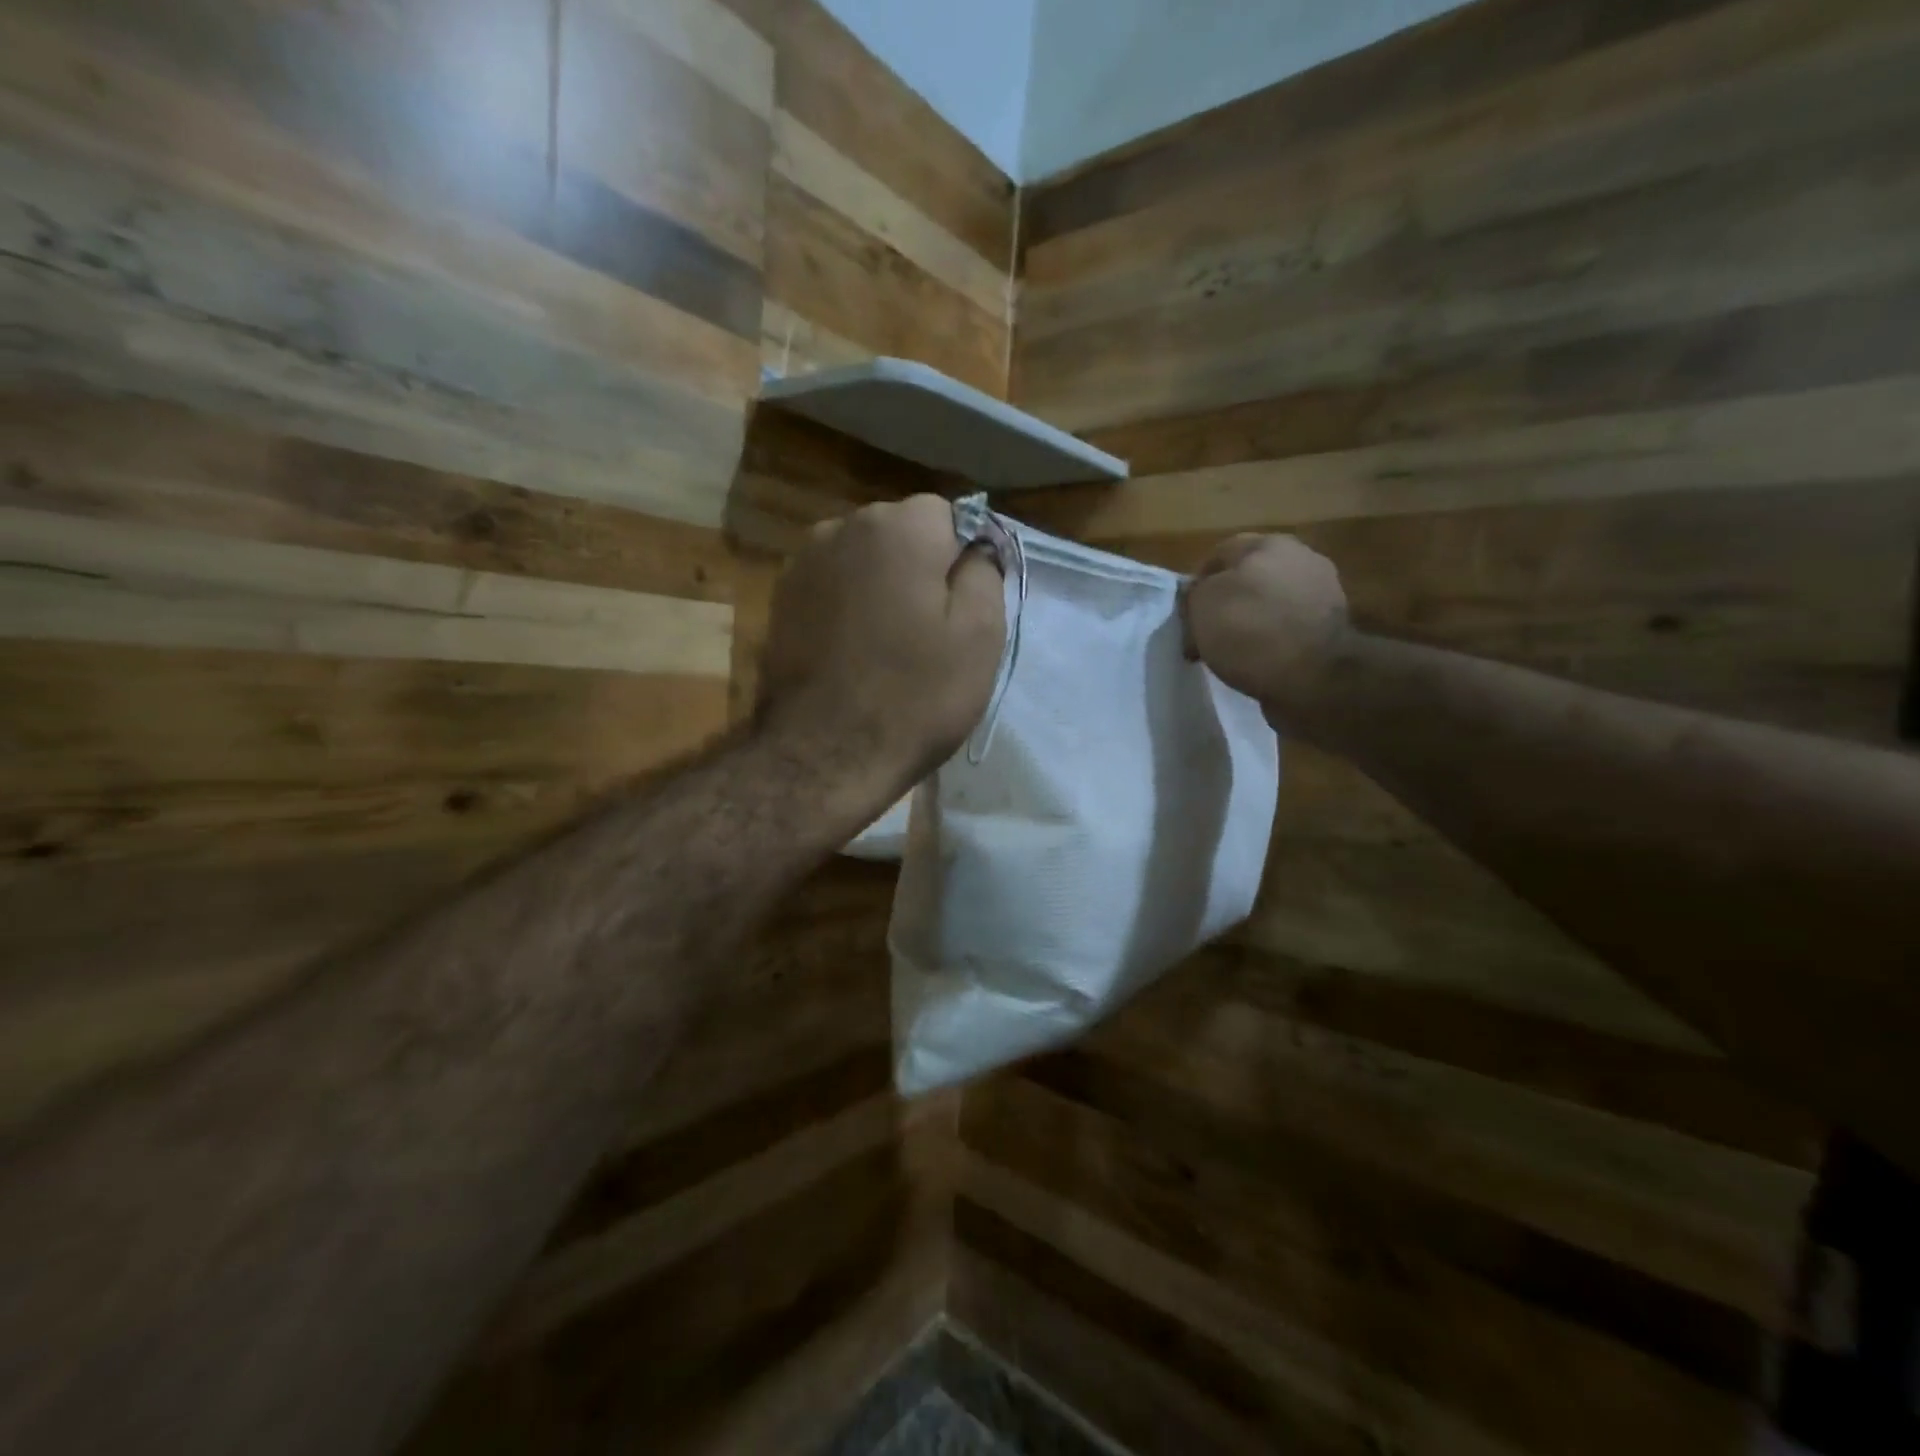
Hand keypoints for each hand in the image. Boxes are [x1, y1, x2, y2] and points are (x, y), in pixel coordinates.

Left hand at [757, 494, 1005, 796]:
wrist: (825, 756)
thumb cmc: (915, 696)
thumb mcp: (981, 635)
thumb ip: (984, 573)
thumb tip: (974, 550)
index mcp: (899, 526)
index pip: (948, 516)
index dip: (960, 562)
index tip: (960, 611)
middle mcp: (843, 526)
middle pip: (900, 534)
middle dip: (919, 570)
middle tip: (929, 634)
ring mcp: (803, 563)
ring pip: (864, 561)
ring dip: (881, 588)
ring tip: (887, 646)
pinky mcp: (780, 599)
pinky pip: (833, 587)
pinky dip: (848, 608)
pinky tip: (852, 653)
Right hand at [1183, 534, 1352, 727]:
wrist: (1314, 676)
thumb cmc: (1250, 630)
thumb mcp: (1201, 605)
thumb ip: (1196, 593)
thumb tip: (1200, 597)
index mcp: (1268, 544)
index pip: (1219, 553)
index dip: (1197, 583)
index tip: (1186, 614)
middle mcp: (1301, 559)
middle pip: (1249, 578)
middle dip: (1227, 603)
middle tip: (1207, 633)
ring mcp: (1322, 593)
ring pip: (1270, 604)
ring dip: (1251, 623)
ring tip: (1231, 652)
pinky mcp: (1333, 629)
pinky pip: (1288, 630)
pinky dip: (1272, 642)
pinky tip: (1258, 662)